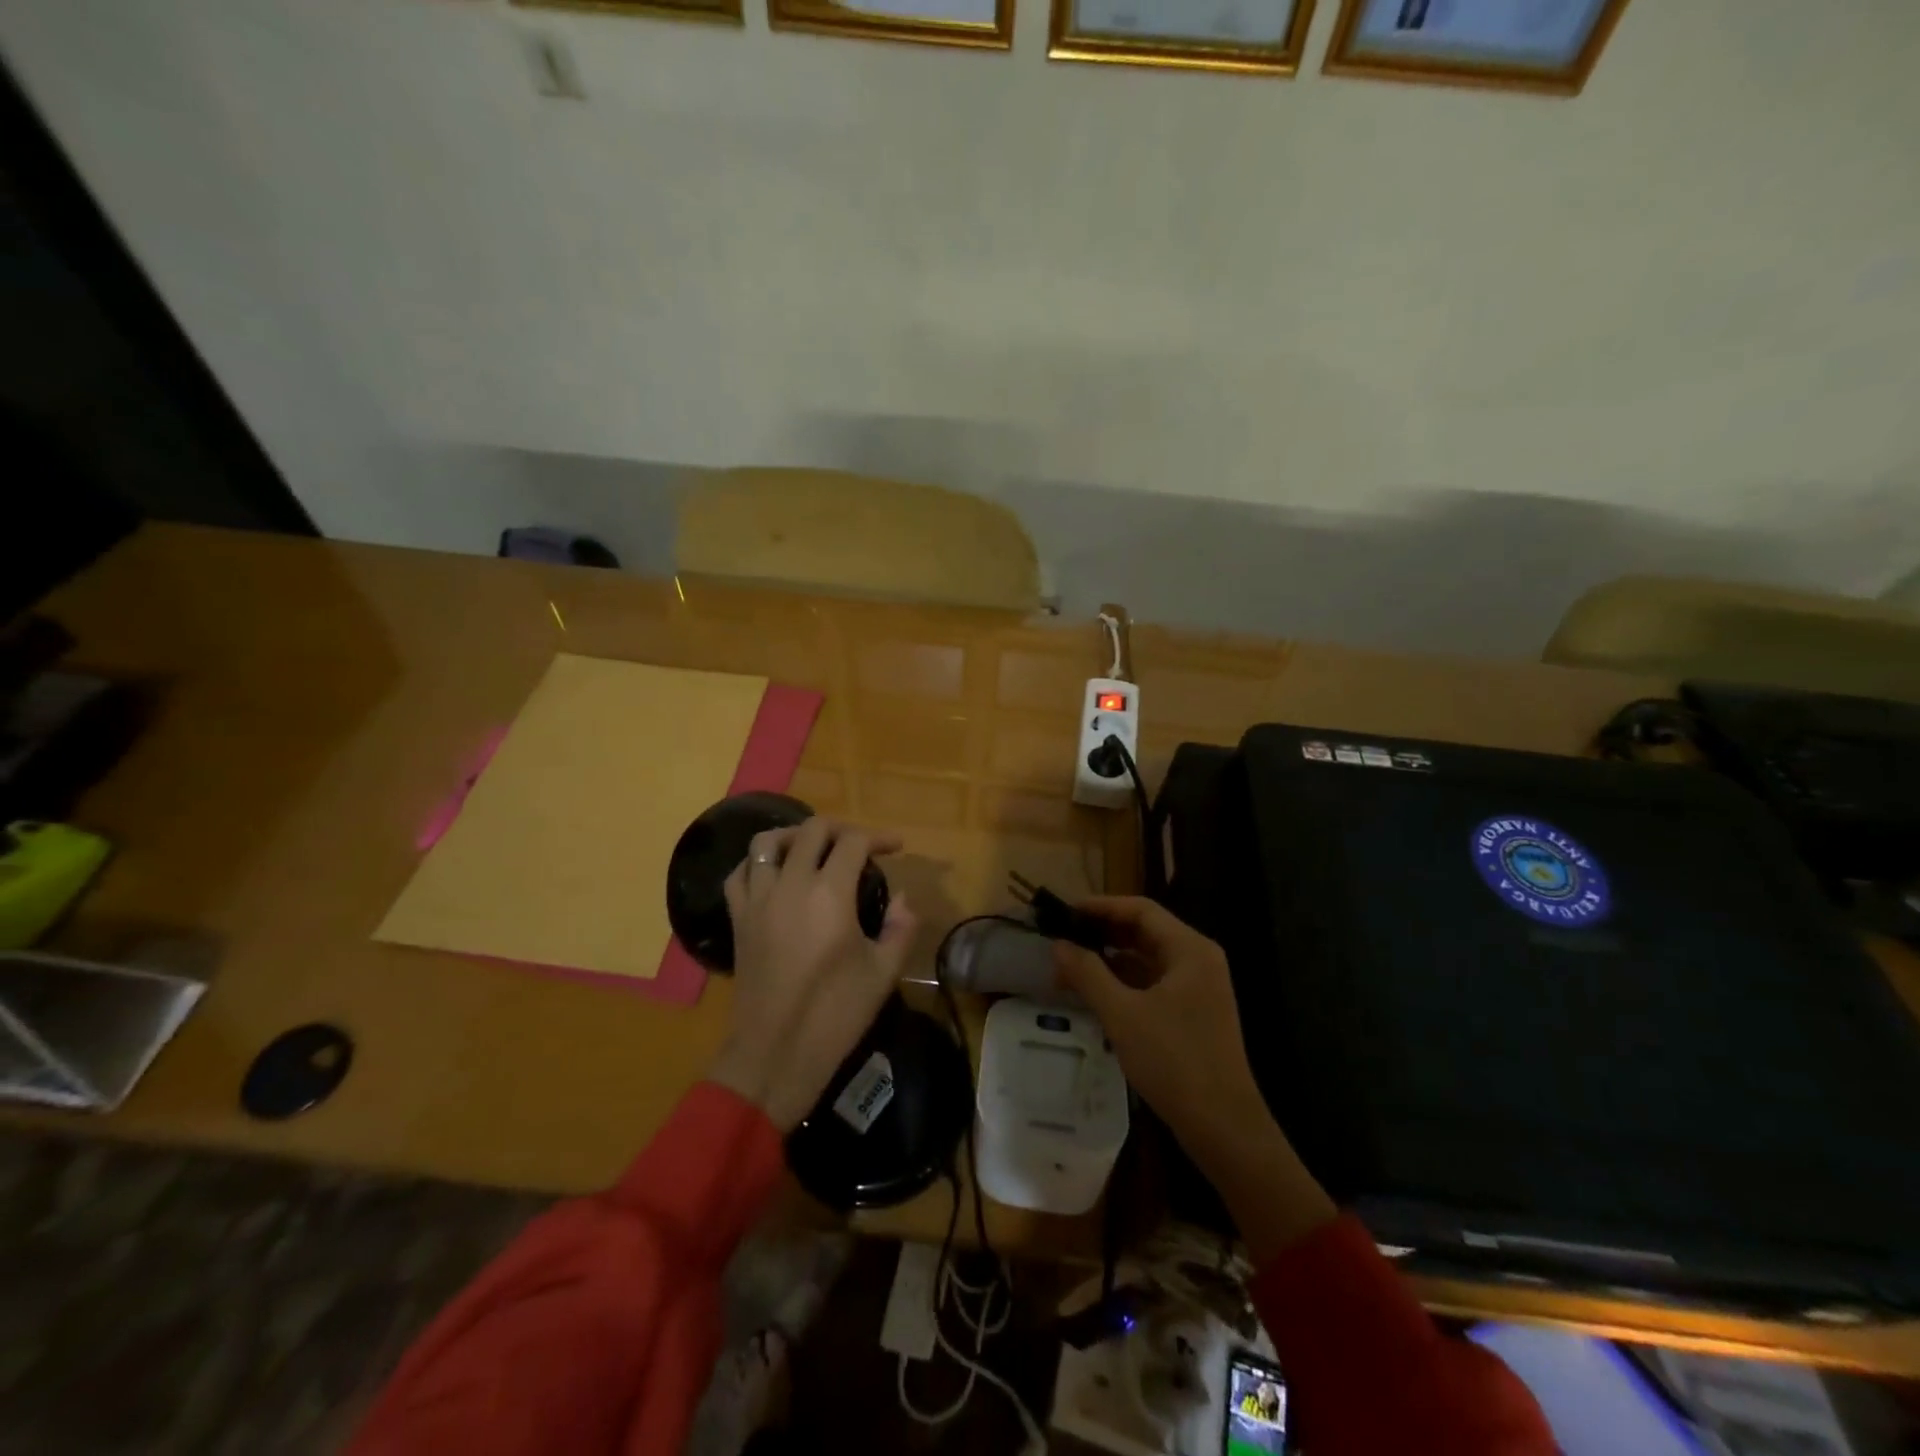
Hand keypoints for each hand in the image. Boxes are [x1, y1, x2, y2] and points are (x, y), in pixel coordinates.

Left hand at [706, 817, 915, 1131]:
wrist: (775, 1053)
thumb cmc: (835, 1013)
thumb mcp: (883, 972)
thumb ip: (901, 927)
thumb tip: (902, 899)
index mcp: (830, 894)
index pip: (854, 842)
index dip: (879, 837)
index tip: (896, 847)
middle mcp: (790, 885)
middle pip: (812, 830)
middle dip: (841, 829)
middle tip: (860, 845)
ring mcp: (758, 900)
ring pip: (767, 842)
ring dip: (794, 834)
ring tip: (813, 847)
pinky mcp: (738, 919)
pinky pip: (739, 874)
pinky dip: (757, 863)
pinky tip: (773, 873)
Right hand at [1050, 896, 1265, 1150]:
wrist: (1223, 1127)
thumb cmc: (1174, 1062)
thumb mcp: (1122, 1015)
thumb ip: (1088, 973)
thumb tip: (1057, 944)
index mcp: (1189, 949)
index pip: (1140, 910)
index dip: (1100, 906)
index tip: (1064, 913)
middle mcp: (1197, 960)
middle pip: (1143, 931)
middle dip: (1101, 933)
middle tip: (1061, 937)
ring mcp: (1197, 987)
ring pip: (1145, 959)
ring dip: (1108, 960)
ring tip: (1067, 967)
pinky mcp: (1191, 1012)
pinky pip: (1152, 983)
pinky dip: (1122, 983)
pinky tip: (1093, 992)